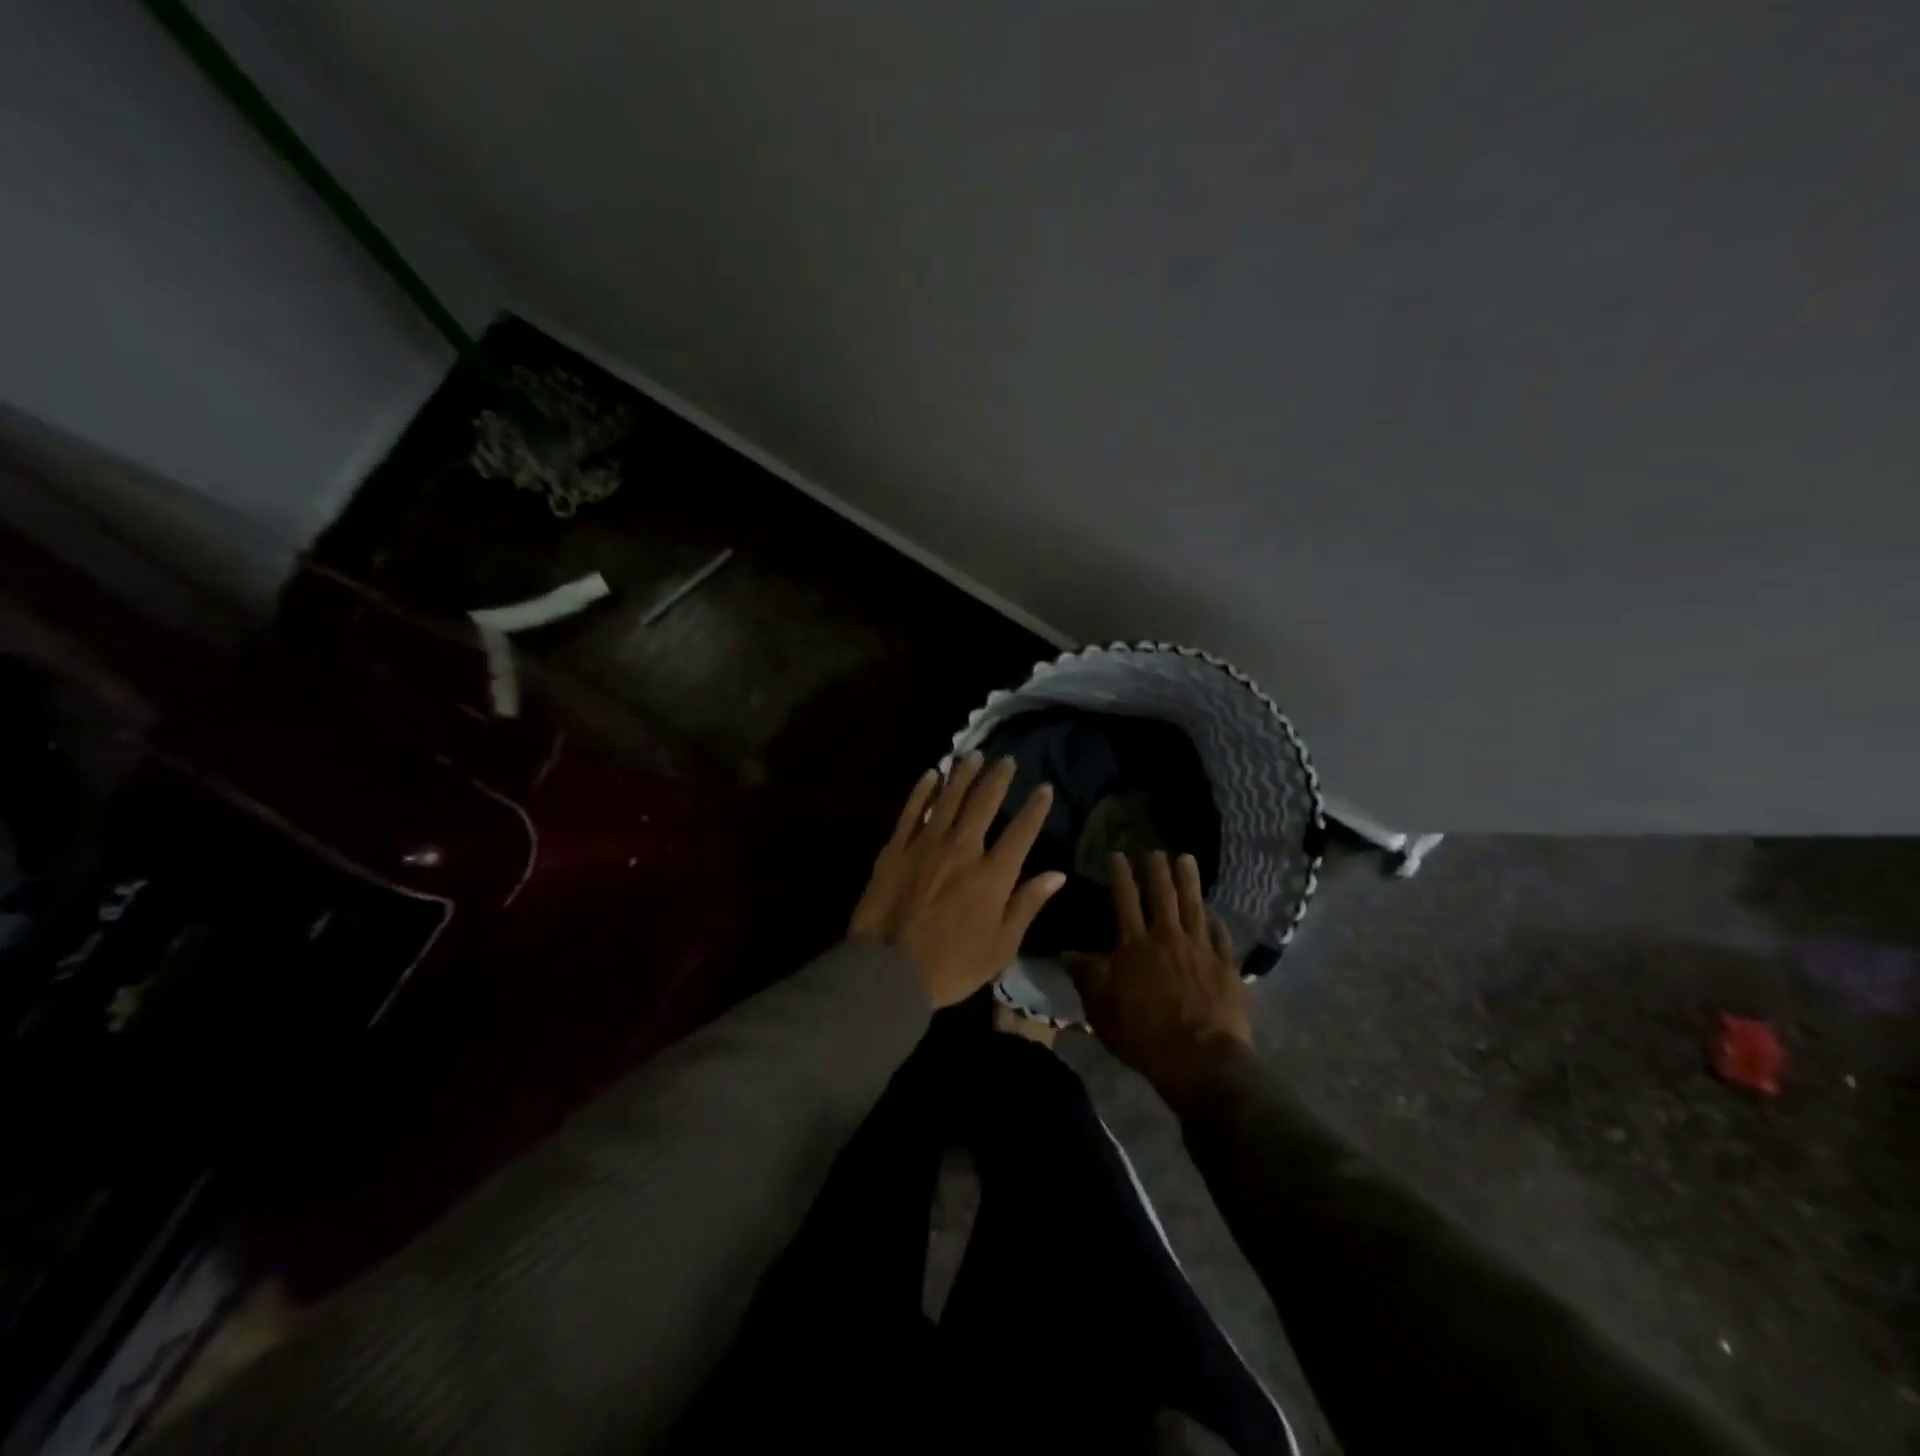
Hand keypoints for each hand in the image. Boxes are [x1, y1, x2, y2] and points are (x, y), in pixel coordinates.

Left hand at [850, 754, 1066, 1008]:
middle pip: (983, 804)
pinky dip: (923, 791)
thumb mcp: (1001, 946)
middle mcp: (962, 849)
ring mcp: (925, 845)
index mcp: (992, 875)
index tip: (1045, 788)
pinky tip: (931, 775)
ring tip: (972, 755)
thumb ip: (1027, 905)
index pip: (1021, 832)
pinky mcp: (895, 849)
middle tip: (1007, 760)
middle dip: (998, 779)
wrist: (888, 970)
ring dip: (962, 775)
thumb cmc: (952, 965)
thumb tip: (1056, 874)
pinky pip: (912, 811)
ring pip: (948, 799)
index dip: (1035, 808)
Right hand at [1063, 851, 1252, 1107]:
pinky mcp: (1226, 967)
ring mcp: (1201, 950)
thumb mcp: (1102, 1009)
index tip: (1119, 855)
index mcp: (1135, 946)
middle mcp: (1168, 939)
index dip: (1121, 876)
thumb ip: (1087, 977)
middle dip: (1158, 871)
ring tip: (1187, 859)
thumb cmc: (1144, 1036)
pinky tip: (1215, 913)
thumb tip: (1066, 952)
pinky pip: (1221, 937)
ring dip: (1189, 881)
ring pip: (1194, 907)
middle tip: (1157, 851)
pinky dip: (1217, 922)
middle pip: (1163, 897)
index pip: (1125, 901)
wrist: (1201, 1061)